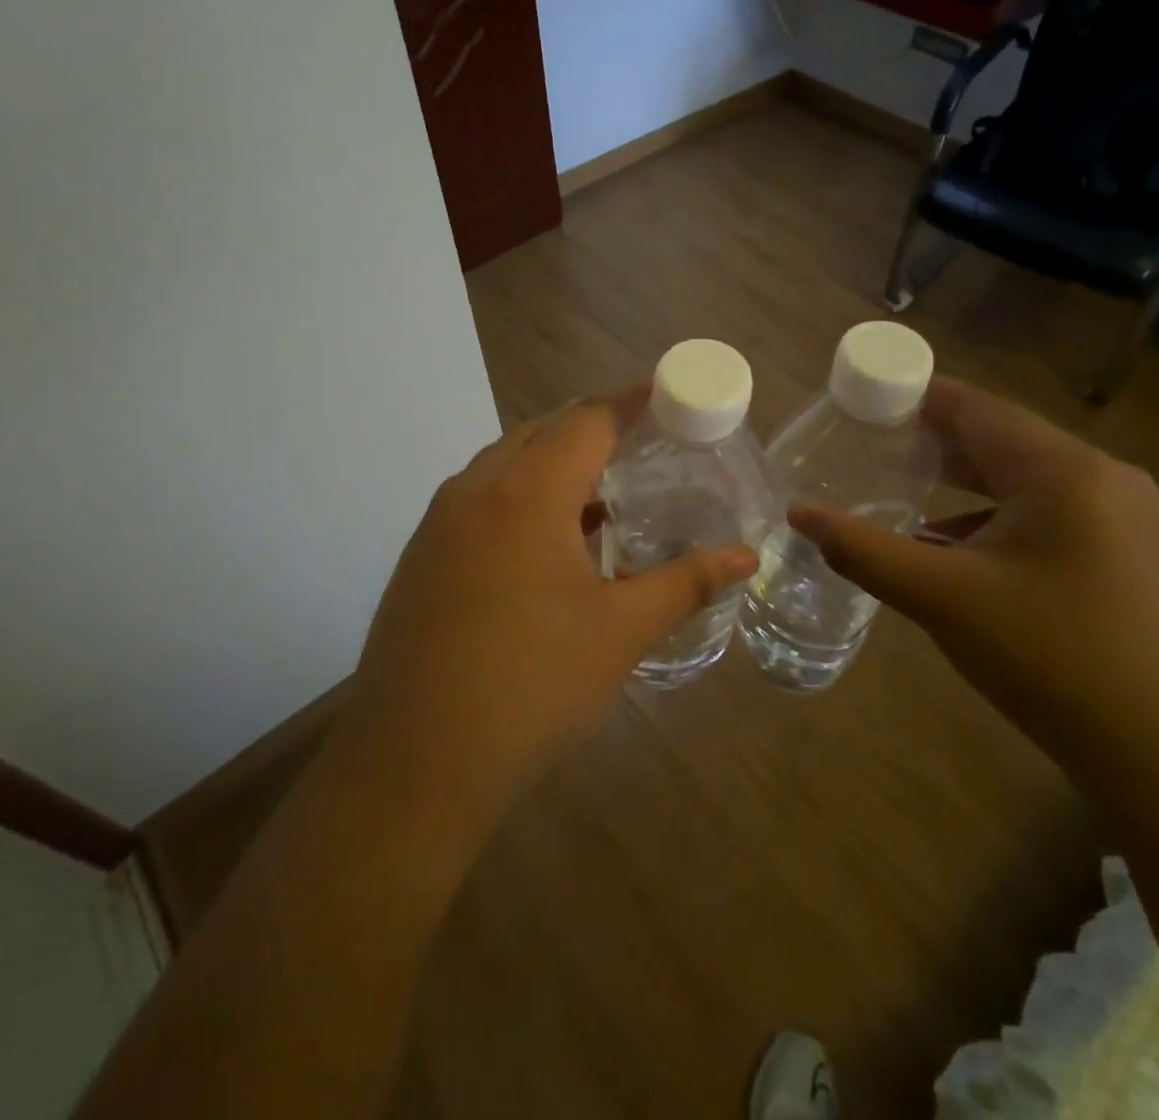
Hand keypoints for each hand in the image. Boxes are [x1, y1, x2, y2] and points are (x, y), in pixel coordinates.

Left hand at [340, 392, 757, 817]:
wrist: (413, 762)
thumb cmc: (531, 686)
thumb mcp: (621, 632)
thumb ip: (685, 583)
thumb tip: (744, 556)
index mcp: (526, 491)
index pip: (586, 419)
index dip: (629, 402)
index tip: (665, 396)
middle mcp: (476, 489)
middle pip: (542, 432)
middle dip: (593, 429)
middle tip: (643, 447)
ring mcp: (439, 522)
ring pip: (505, 465)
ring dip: (554, 466)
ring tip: (603, 496)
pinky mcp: (421, 556)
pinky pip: (480, 500)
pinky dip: (521, 499)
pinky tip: (548, 545)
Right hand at [789, 380, 1158, 788]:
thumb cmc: (1051, 659)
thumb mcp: (943, 599)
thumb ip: (864, 550)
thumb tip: (798, 515)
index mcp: (1064, 470)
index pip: (974, 408)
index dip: (913, 399)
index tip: (859, 404)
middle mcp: (1101, 477)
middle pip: (998, 440)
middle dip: (931, 444)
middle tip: (866, 448)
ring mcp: (1122, 517)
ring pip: (1021, 480)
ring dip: (960, 484)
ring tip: (898, 490)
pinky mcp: (1125, 554)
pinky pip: (1044, 514)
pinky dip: (992, 519)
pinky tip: (953, 548)